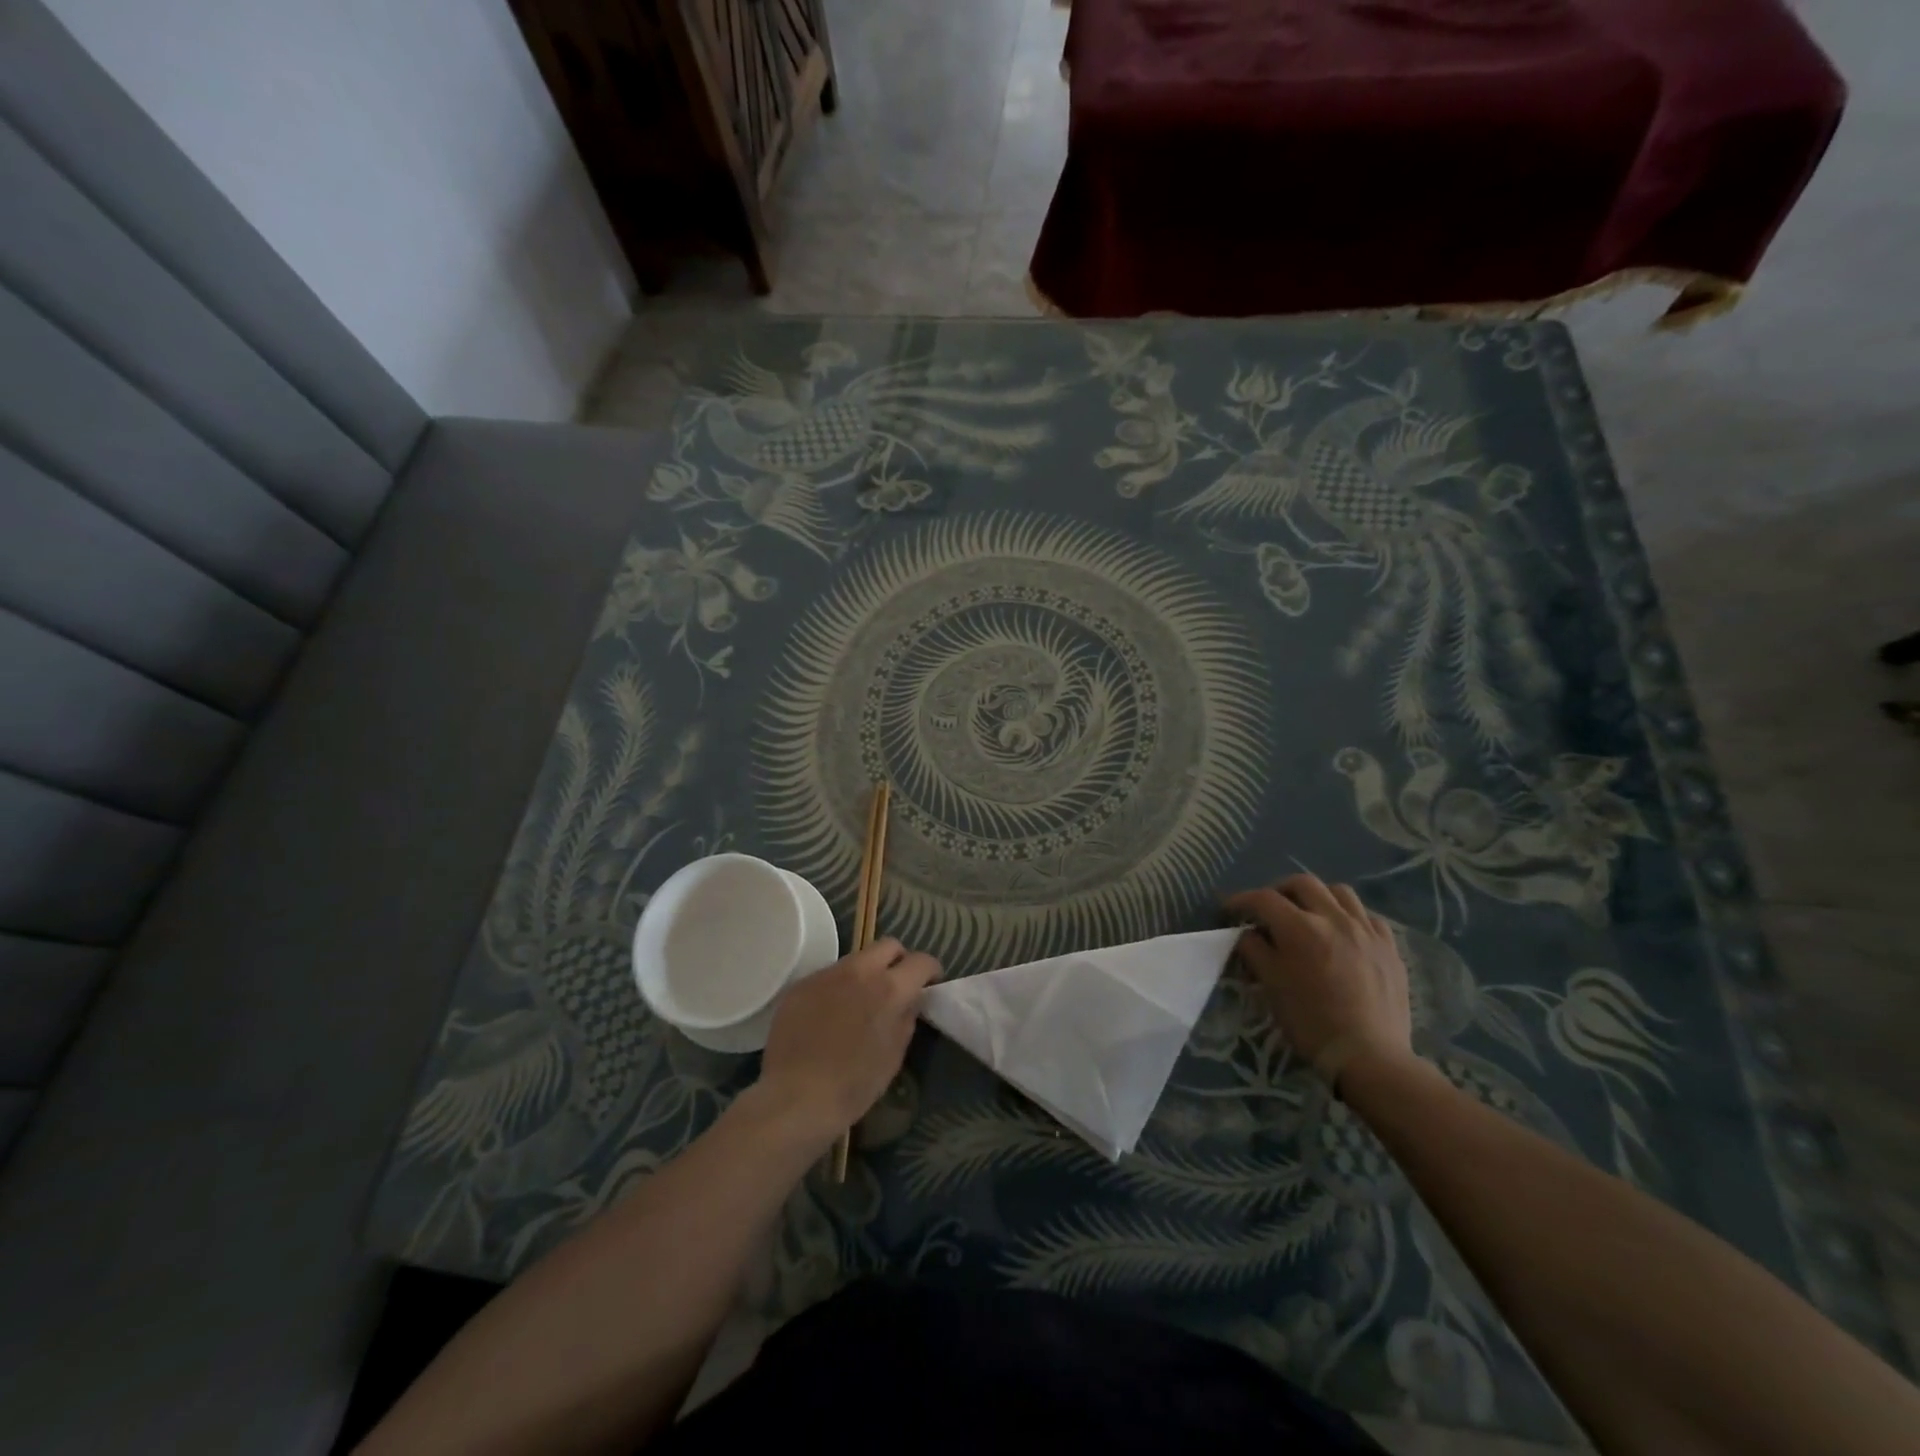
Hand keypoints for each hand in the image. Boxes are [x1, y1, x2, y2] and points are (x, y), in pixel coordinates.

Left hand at [756, 938, 941, 1139]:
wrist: (794, 1097)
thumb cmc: (852, 1086)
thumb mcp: (893, 1057)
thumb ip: (906, 1019)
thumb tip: (910, 1000)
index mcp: (889, 989)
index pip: (921, 961)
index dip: (931, 970)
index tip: (931, 983)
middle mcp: (859, 971)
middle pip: (888, 945)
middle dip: (899, 960)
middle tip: (897, 985)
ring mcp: (826, 974)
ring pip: (856, 959)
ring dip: (866, 973)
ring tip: (860, 1003)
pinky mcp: (801, 985)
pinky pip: (828, 976)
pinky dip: (837, 988)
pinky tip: (829, 1015)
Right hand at [1223, 873, 1412, 1082]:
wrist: (1370, 1056)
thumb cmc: (1311, 1022)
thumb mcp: (1271, 986)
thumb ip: (1255, 951)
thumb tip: (1247, 934)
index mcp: (1300, 928)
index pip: (1264, 899)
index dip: (1242, 900)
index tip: (1229, 909)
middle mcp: (1334, 918)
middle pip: (1302, 884)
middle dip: (1279, 890)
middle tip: (1268, 908)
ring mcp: (1366, 930)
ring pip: (1339, 892)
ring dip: (1317, 896)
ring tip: (1309, 913)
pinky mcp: (1390, 947)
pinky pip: (1368, 916)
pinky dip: (1349, 916)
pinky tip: (1344, 933)